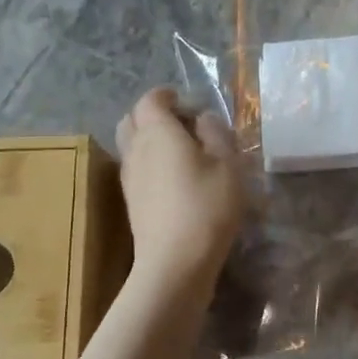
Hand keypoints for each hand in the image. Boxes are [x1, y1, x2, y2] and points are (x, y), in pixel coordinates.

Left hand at [114, 88, 244, 287]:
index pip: (151, 99)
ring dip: (151, 140)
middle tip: (183, 125)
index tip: (190, 103)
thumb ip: (216, 133)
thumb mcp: (228, 164)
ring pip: (131, 145)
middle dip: (153, 115)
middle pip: (132, 119)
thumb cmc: (207, 206)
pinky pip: (136, 168)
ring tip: (183, 153)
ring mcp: (129, 177)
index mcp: (157, 132)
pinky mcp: (131, 201)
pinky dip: (150, 163)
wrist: (175, 262)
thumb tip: (203, 119)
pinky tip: (176, 180)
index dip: (168, 96)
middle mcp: (135, 149)